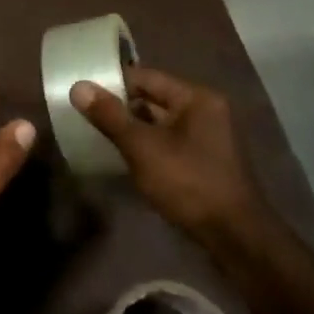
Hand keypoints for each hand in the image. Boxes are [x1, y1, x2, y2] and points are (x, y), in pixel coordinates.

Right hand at [70, 66, 260, 239]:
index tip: (82, 92)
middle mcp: (205, 110)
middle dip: (120, 107)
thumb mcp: (143, 147)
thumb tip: (79, 87)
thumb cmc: (188, 183)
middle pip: (153, 98)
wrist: (234, 236)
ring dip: (131, 128)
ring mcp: (207, 136)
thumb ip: (110, 116)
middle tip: (84, 114)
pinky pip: (168, 141)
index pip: (146, 77)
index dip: (112, 83)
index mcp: (196, 98)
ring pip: (159, 122)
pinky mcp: (204, 160)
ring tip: (96, 134)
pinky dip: (146, 145)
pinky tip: (123, 156)